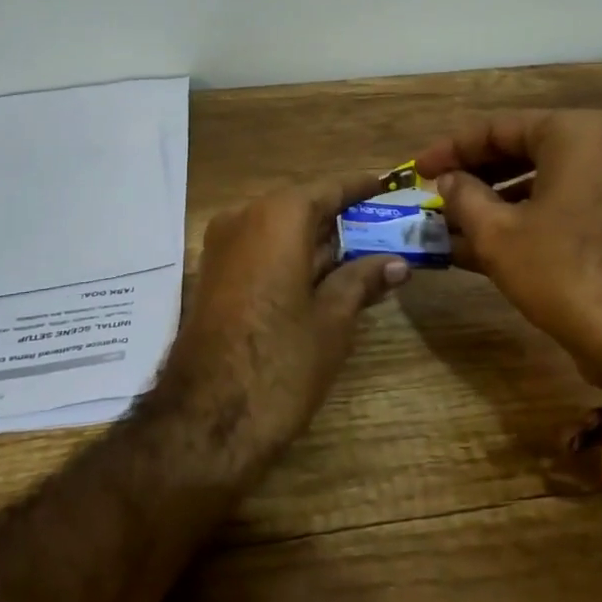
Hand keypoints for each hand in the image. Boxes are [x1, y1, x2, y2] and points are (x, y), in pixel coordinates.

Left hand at [158, 174, 409, 459]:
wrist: (205, 419)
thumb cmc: (280, 361)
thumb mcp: (332, 320)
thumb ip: (362, 281)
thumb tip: (396, 264)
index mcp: (277, 217)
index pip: (327, 189)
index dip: (358, 187)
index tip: (385, 183)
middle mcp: (244, 220)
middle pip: (300, 207)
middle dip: (340, 218)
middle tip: (382, 225)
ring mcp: (222, 248)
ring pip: (279, 231)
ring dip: (317, 241)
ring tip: (363, 251)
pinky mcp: (213, 278)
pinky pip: (260, 252)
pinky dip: (292, 258)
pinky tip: (325, 277)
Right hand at [412, 111, 601, 388]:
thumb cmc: (564, 270)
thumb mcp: (498, 233)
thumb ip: (463, 197)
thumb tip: (448, 181)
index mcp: (573, 133)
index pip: (496, 128)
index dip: (450, 149)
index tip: (416, 170)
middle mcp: (598, 148)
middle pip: (517, 152)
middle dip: (470, 179)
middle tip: (432, 196)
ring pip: (535, 184)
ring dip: (489, 205)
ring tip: (445, 226)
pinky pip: (555, 208)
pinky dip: (518, 223)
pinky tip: (475, 247)